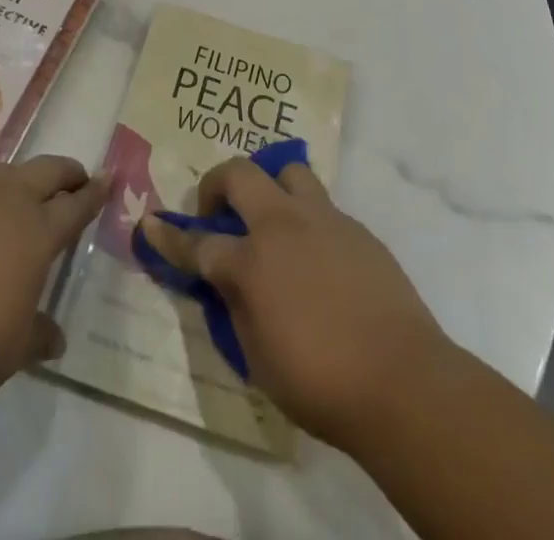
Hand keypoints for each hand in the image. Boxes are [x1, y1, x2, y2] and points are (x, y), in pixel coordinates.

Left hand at [0, 156, 106, 420]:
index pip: (76, 205)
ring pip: (11, 172)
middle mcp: (8, 203)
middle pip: (47, 171)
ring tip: (32, 197)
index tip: (109, 178)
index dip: (95, 193)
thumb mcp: (13, 350)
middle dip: (67, 172)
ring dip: (29, 178)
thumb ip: (38, 335)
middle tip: (78, 181)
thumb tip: (56, 340)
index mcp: (37, 232)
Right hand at [140, 159, 450, 453]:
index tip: (151, 223)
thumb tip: (226, 281)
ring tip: (271, 218)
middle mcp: (283, 226)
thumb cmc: (321, 382)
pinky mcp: (356, 227)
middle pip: (240, 175)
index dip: (170, 236)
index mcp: (252, 261)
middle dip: (217, 185)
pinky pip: (322, 206)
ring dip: (270, 187)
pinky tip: (316, 256)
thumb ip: (235, 308)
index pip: (198, 243)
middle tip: (217, 212)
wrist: (402, 380)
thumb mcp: (258, 358)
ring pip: (288, 172)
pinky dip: (307, 219)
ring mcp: (324, 219)